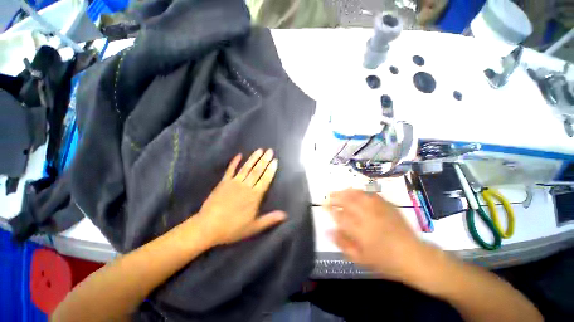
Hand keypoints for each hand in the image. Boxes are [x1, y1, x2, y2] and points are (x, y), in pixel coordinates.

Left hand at [196, 149, 285, 245]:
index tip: (275, 161)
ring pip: (246, 168)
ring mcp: (234, 183)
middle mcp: (246, 186)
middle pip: (257, 171)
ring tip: (259, 150)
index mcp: (254, 196)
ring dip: (253, 158)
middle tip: (270, 151)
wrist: (208, 227)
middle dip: (264, 160)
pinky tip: (239, 155)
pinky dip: (234, 162)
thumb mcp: (254, 227)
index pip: (265, 179)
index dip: (271, 170)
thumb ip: (270, 219)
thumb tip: (285, 214)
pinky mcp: (223, 182)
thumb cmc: (233, 228)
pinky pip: (230, 170)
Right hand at [326, 189, 429, 281]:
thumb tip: (328, 231)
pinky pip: (370, 194)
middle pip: (347, 202)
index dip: (330, 209)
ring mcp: (378, 210)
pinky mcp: (387, 206)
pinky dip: (360, 192)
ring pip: (358, 195)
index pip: (340, 216)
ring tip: (339, 191)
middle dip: (335, 197)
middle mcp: (368, 217)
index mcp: (360, 232)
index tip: (324, 206)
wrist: (413, 256)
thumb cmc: (385, 261)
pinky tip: (356, 192)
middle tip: (329, 196)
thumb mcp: (361, 259)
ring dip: (346, 192)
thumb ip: (343, 244)